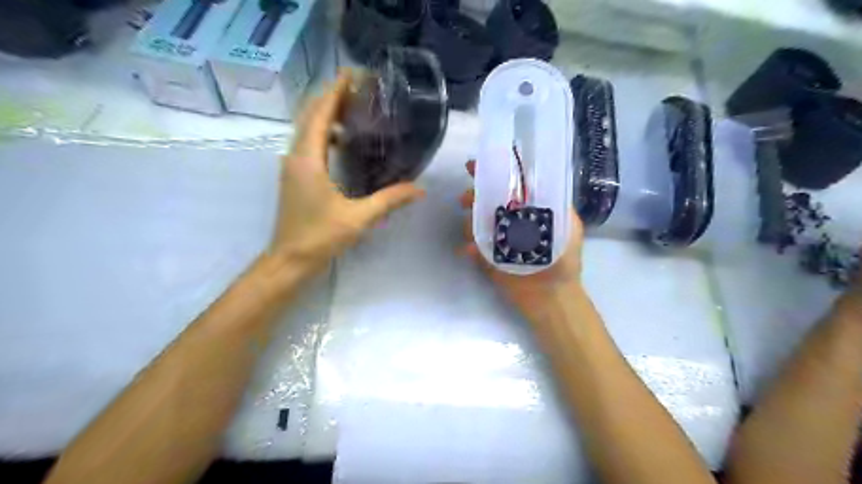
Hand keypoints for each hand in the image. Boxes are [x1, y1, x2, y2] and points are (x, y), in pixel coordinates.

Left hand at [272, 72, 423, 272]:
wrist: (289, 260)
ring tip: (355, 111)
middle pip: (311, 115)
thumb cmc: (320, 236)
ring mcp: (293, 166)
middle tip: (360, 90)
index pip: (321, 113)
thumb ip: (389, 200)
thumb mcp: (358, 218)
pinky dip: (325, 134)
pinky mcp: (296, 176)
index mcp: (308, 159)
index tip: (354, 74)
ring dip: (328, 115)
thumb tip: (419, 189)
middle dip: (332, 97)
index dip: (336, 91)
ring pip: (308, 129)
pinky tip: (344, 143)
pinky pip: (309, 144)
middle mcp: (296, 155)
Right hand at [458, 162, 586, 323]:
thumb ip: (559, 205)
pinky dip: (469, 247)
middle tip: (466, 199)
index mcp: (528, 211)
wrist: (552, 297)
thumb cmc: (564, 261)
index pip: (509, 187)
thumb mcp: (569, 227)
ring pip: (475, 222)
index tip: (476, 165)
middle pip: (487, 201)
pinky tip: (469, 249)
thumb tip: (539, 182)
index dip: (494, 173)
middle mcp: (510, 222)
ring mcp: (497, 240)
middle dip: (474, 196)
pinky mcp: (487, 259)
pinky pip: (472, 248)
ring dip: (469, 221)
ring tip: (470, 228)